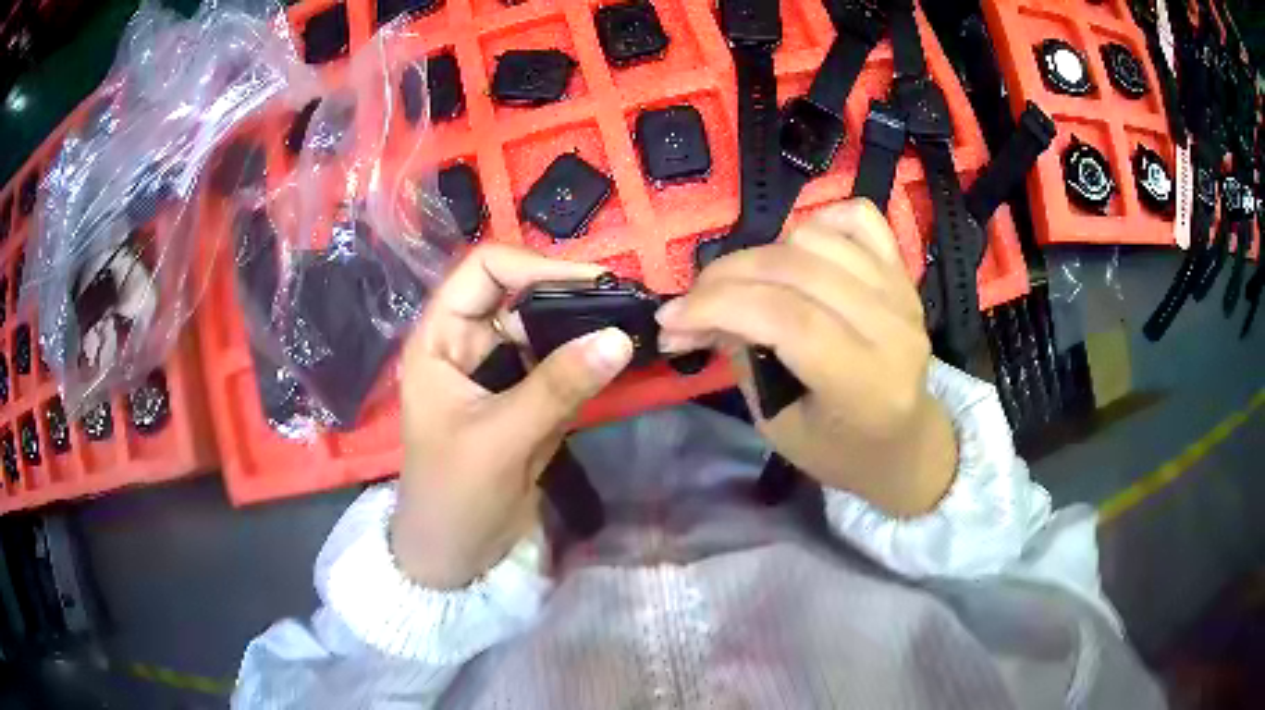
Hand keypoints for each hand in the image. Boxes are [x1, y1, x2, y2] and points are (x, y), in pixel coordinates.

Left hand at [392, 245, 633, 588]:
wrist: (456, 554)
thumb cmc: (454, 494)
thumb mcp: (501, 438)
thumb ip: (557, 387)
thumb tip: (618, 337)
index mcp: (440, 337)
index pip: (484, 270)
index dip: (535, 265)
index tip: (594, 282)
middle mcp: (468, 342)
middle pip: (521, 295)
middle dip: (570, 297)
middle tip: (627, 306)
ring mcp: (499, 371)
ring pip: (545, 330)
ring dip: (584, 329)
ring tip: (633, 329)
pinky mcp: (524, 398)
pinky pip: (559, 366)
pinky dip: (588, 362)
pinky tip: (621, 360)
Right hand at [658, 200, 956, 515]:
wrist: (904, 442)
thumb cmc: (839, 450)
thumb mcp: (778, 425)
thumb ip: (742, 359)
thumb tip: (689, 316)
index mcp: (866, 384)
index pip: (788, 319)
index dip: (720, 305)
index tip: (671, 318)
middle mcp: (892, 328)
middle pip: (797, 270)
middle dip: (726, 278)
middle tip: (691, 305)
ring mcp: (902, 292)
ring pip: (817, 238)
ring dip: (763, 255)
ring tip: (744, 288)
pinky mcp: (903, 272)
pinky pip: (857, 217)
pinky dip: (817, 223)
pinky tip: (797, 253)